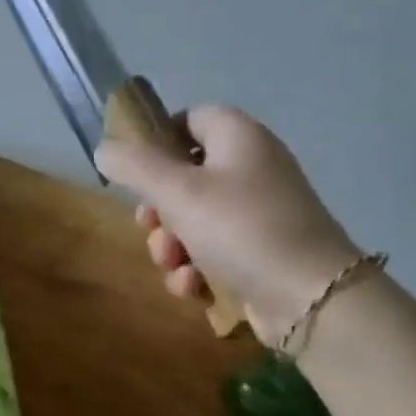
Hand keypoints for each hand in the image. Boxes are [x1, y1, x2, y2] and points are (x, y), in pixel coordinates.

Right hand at [95, 106, 360, 344]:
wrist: (310, 296)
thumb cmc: (240, 228)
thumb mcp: (178, 191)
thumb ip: (135, 166)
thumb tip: (104, 149)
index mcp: (239, 137)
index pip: (191, 119)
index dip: (157, 140)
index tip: (133, 170)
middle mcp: (252, 168)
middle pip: (187, 176)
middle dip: (159, 209)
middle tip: (147, 226)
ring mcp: (259, 214)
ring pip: (195, 221)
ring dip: (172, 245)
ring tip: (172, 264)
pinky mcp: (261, 254)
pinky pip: (215, 252)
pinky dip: (198, 268)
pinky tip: (193, 287)